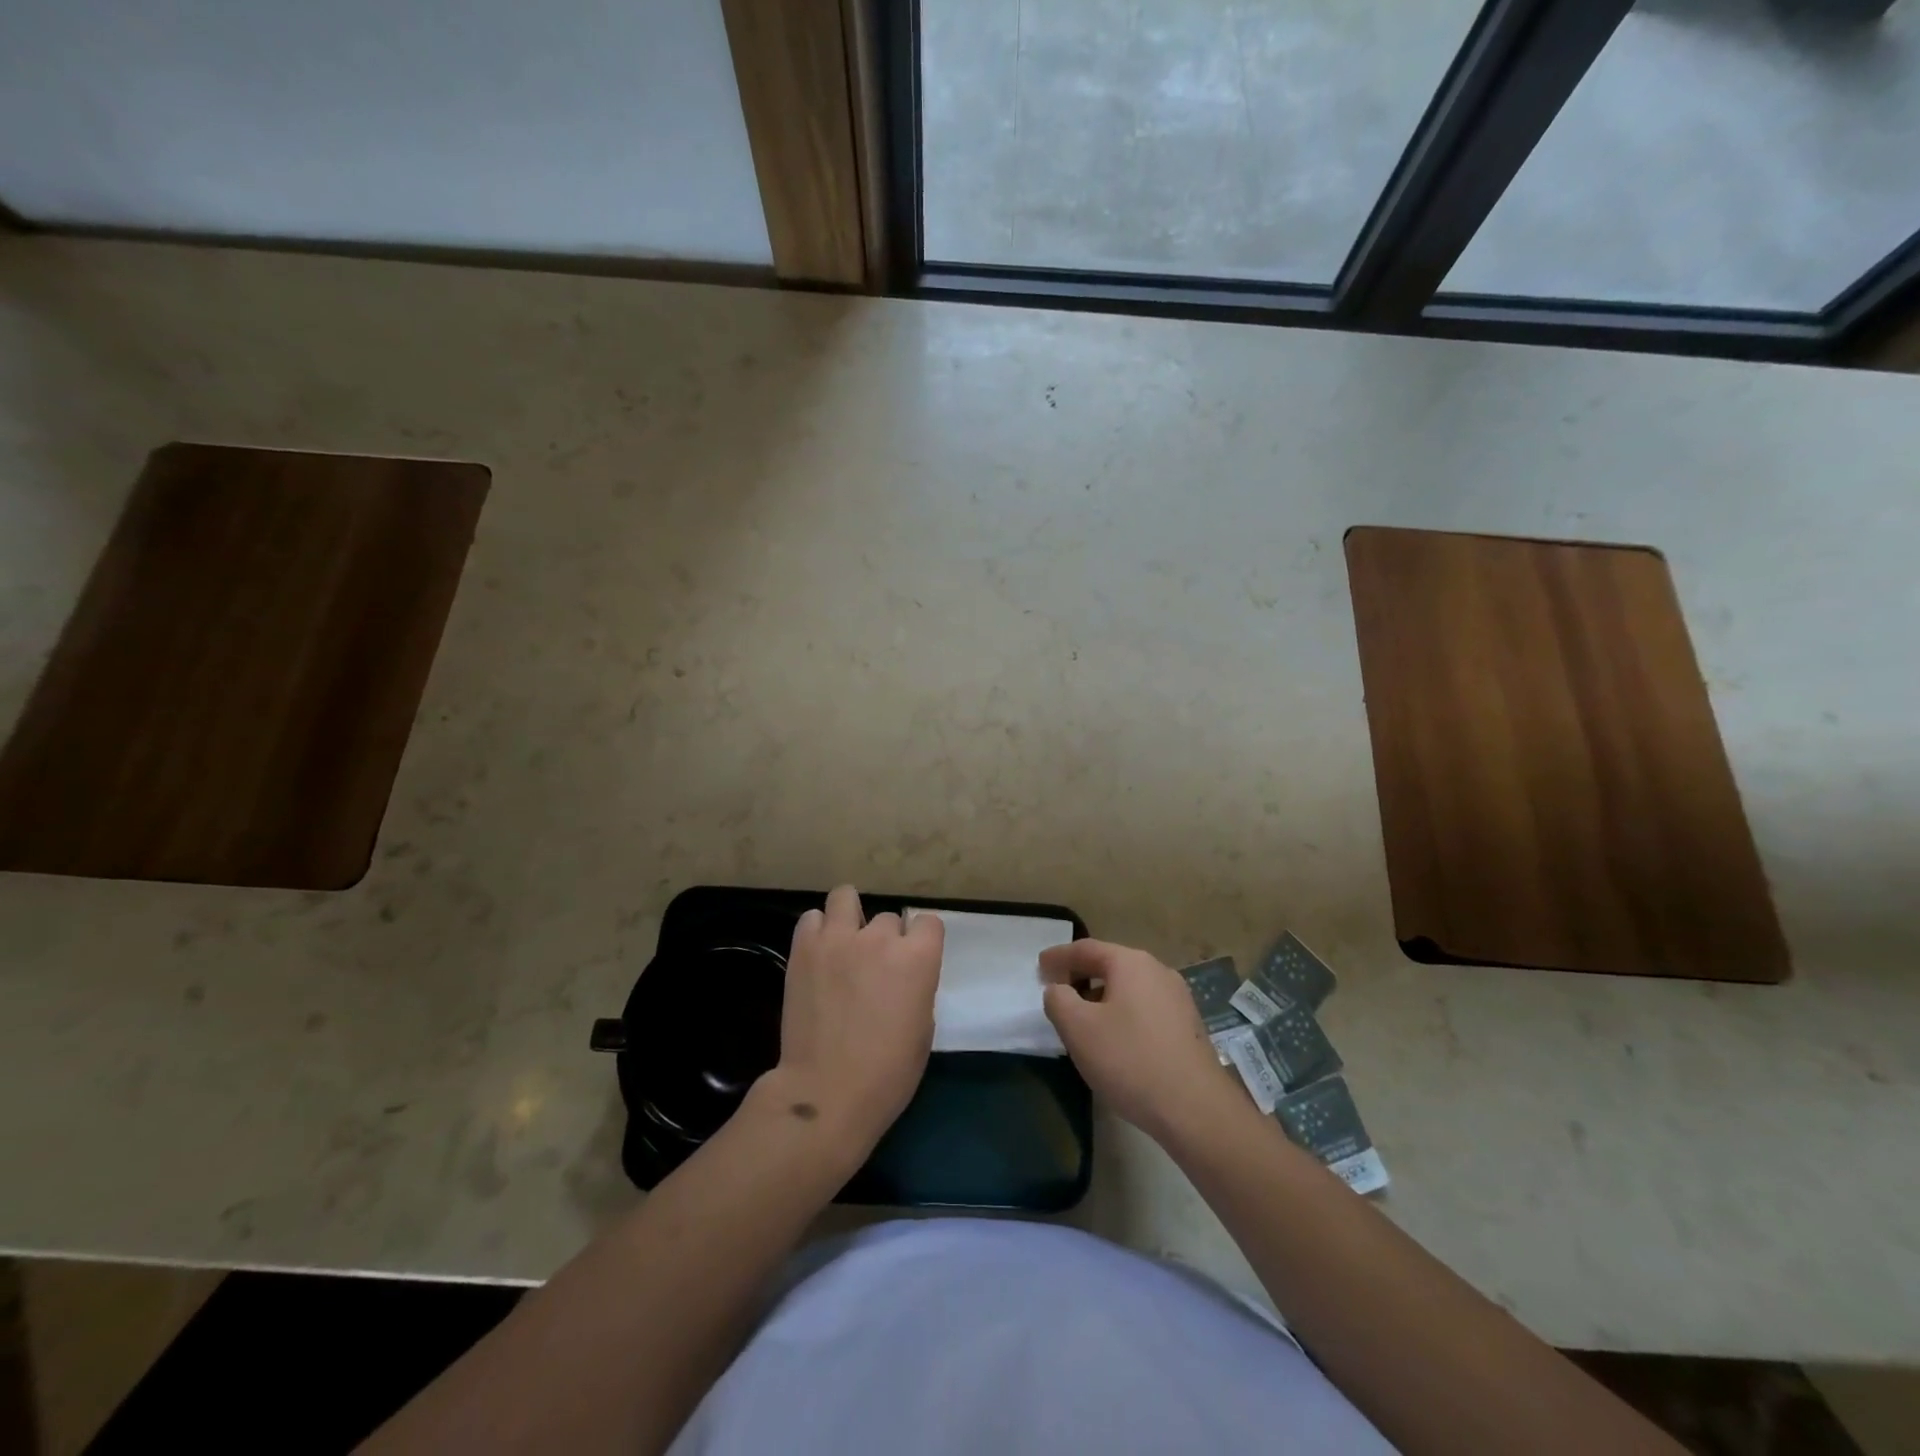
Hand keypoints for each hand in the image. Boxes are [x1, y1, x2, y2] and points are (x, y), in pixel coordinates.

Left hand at [762, 884, 943, 1165]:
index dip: (922, 941)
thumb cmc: (888, 1073)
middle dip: (884, 940)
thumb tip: (903, 976)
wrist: (827, 1092)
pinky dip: (818, 930)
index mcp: (918, 958)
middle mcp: (880, 938)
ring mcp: (838, 939)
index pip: (928, 922)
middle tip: (874, 969)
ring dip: (849, 916)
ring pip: (845, 897)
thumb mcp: (923, 1028)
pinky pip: (812, 918)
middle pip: (888, 918)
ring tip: (844, 942)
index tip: (914, 960)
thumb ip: (917, 986)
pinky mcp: (804, 949)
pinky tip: (820, 953)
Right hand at [1041, 939, 1245, 1143]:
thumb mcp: (1078, 1028)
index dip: (1059, 956)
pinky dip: (1122, 1014)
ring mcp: (1178, 999)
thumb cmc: (1130, 1060)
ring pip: (1129, 988)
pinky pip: (1145, 1009)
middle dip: (1080, 976)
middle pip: (1110, 965)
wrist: (1195, 1109)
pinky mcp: (1188, 1027)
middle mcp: (1158, 971)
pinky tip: (1115, 1040)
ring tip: (1082, 1020)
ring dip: (1101, 998)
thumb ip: (1058, 1000)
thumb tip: (1059, 989)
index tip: (1039, 967)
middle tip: (1057, 992)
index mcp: (1131, 963)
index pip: (1086, 949)